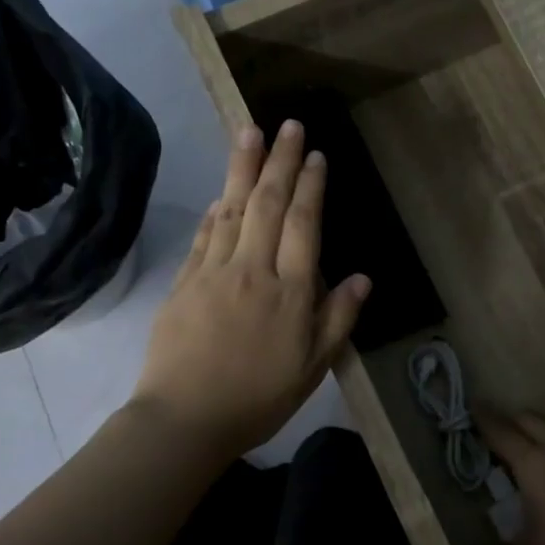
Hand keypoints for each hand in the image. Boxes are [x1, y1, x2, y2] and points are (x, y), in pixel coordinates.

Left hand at [134, 121, 369, 459]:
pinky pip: (203, 236)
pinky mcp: (183, 283)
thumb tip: (361, 277)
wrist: (185, 419)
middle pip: (267, 204)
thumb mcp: (313, 368)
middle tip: (288, 124)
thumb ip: (337, 319)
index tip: (316, 155)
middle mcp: (252, 270)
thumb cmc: (258, 398)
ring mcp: (212, 273)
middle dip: (280, 161)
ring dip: (242, 168)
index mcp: (289, 292)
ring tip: (250, 131)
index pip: (302, 225)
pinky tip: (221, 193)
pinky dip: (215, 210)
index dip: (310, 187)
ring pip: (231, 209)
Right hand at [478, 410, 544, 544]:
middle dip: (510, 420)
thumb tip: (509, 532)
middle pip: (529, 419)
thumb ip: (511, 536)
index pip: (500, 431)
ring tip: (525, 449)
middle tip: (496, 430)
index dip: (482, 418)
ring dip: (537, 433)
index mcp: (532, 462)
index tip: (471, 405)